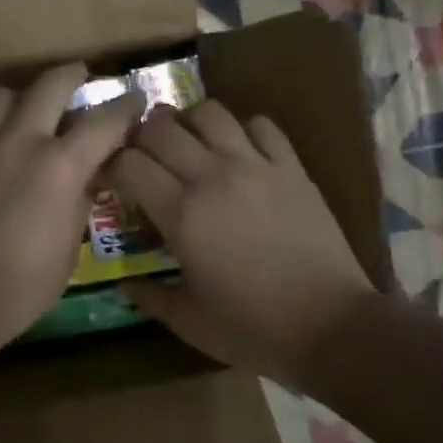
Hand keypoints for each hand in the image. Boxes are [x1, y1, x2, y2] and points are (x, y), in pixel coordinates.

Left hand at [0, 64, 142, 353]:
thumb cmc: (18, 287)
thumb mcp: (67, 251)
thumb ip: (78, 205)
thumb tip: (84, 181)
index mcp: (60, 166)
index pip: (104, 121)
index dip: (125, 107)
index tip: (134, 100)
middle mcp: (20, 141)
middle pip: (50, 85)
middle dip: (71, 76)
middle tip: (79, 77)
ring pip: (0, 95)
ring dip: (19, 98)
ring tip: (23, 111)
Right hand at [112, 101, 374, 386]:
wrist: (333, 327)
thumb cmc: (253, 329)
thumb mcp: (190, 321)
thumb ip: (150, 298)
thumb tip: (123, 286)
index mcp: (181, 215)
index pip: (129, 164)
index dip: (111, 165)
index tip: (109, 180)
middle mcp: (213, 178)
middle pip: (162, 128)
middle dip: (141, 137)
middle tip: (142, 158)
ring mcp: (257, 167)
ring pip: (211, 113)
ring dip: (189, 123)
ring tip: (188, 145)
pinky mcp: (293, 168)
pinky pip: (262, 126)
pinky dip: (243, 130)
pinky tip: (240, 152)